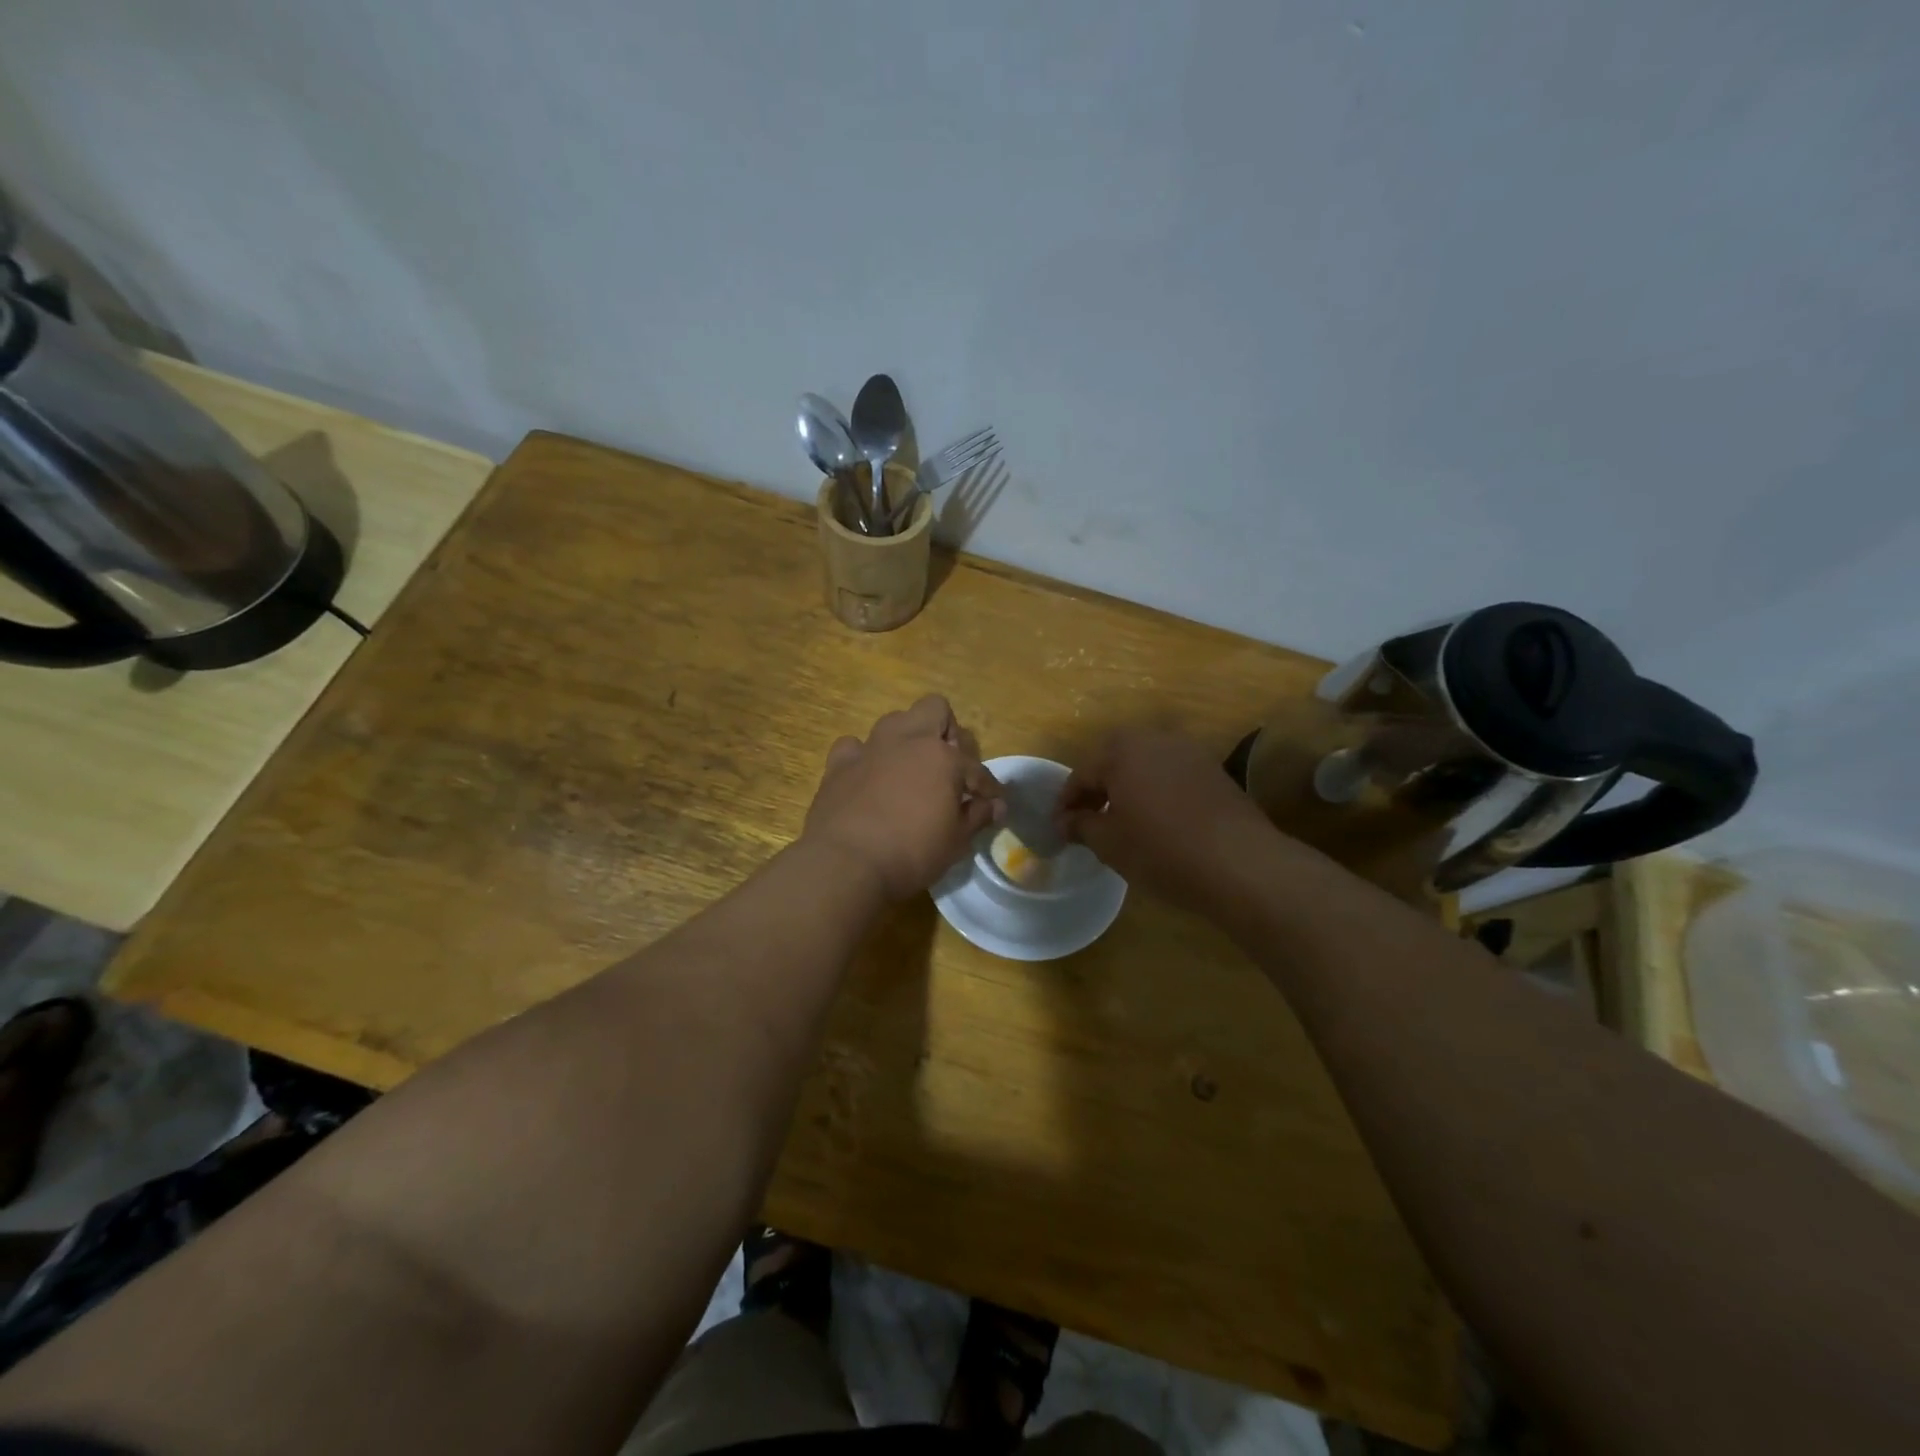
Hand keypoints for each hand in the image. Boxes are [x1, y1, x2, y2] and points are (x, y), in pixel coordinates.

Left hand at [802, 695, 1004, 900]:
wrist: (846, 865)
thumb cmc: (912, 854)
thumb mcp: (956, 841)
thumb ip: (977, 816)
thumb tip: (994, 805)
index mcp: (942, 757)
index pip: (975, 767)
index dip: (987, 787)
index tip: (992, 803)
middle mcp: (907, 740)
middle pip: (934, 709)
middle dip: (947, 731)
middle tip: (950, 766)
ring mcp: (870, 749)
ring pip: (894, 721)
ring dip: (907, 739)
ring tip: (911, 770)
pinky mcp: (838, 765)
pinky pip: (854, 747)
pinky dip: (864, 758)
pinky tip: (869, 778)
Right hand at [1055, 728, 1278, 913]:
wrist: (1240, 863)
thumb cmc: (1161, 850)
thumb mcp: (1110, 843)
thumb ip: (1081, 826)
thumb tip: (1064, 821)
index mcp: (1123, 750)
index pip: (1082, 773)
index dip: (1067, 802)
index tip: (1059, 827)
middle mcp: (1156, 740)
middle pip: (1115, 760)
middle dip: (1098, 787)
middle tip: (1088, 819)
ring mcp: (1190, 753)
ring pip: (1146, 765)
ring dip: (1129, 787)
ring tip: (1122, 821)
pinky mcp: (1215, 772)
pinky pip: (1172, 776)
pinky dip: (1157, 792)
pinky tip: (1157, 821)